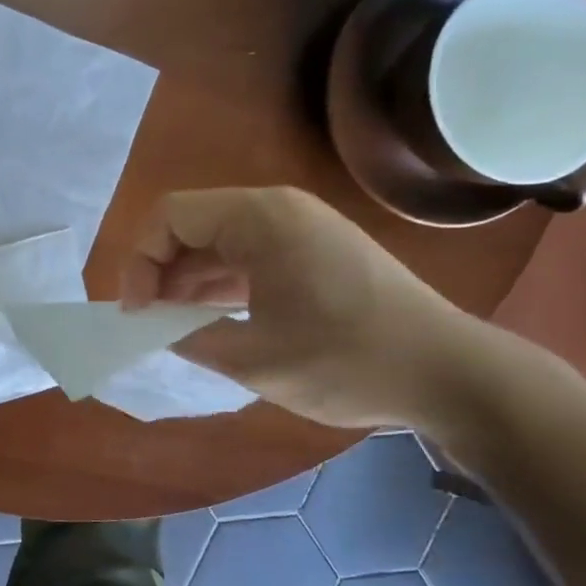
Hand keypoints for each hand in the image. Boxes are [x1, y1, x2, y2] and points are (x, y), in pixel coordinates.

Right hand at [120, 187, 490, 429]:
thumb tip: (158, 328)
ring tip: (173, 327)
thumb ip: (190, 337)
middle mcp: (279, 211)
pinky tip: (211, 320)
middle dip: (161, 271)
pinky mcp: (316, 252)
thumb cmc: (346, 361)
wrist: (449, 375)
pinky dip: (222, 284)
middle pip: (193, 224)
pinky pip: (250, 256)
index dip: (140, 262)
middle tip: (149, 323)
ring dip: (190, 281)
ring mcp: (302, 230)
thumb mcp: (253, 359)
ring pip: (220, 242)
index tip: (137, 313)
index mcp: (261, 219)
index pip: (170, 216)